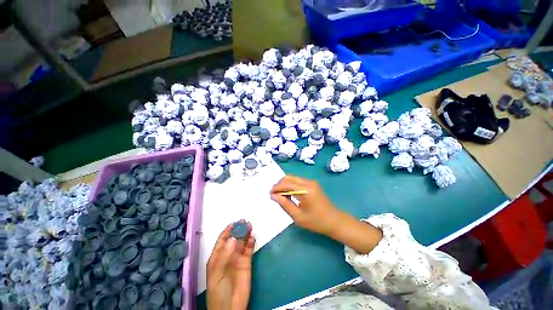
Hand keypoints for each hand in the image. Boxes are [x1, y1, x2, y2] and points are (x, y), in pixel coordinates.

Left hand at [207, 220, 255, 309]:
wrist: (231, 307)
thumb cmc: (219, 290)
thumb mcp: (217, 272)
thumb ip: (225, 255)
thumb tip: (233, 237)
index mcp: (217, 257)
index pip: (222, 240)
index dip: (227, 230)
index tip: (234, 222)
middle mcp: (228, 255)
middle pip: (234, 238)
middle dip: (238, 229)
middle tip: (244, 221)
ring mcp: (238, 258)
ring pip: (242, 242)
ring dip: (246, 234)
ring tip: (250, 225)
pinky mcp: (247, 262)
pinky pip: (249, 249)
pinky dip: (251, 242)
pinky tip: (253, 236)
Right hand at [270, 176, 382, 253]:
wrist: (334, 221)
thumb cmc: (316, 222)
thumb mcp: (298, 216)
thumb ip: (284, 204)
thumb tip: (273, 196)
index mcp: (306, 190)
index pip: (286, 184)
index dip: (276, 188)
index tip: (269, 194)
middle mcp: (308, 182)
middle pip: (289, 177)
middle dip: (279, 184)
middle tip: (274, 194)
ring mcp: (311, 182)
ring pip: (292, 178)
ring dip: (284, 184)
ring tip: (279, 195)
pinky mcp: (312, 184)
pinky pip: (297, 181)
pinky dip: (290, 185)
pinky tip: (288, 194)